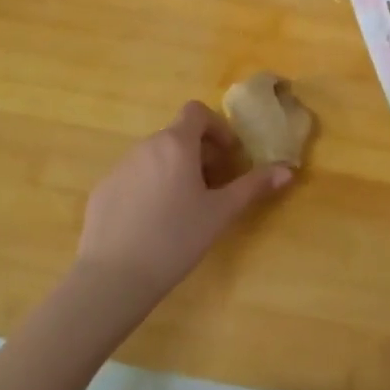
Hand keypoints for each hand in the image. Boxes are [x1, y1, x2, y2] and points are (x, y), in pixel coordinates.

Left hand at [73, 101, 292, 312]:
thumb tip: (287, 170)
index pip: (196, 112)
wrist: (113, 277)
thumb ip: (253, 186)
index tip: (228, 156)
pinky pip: (133, 177)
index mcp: (176, 144)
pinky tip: (153, 223)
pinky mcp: (102, 190)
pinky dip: (149, 186)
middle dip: (200, 153)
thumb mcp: (220, 213)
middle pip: (177, 135)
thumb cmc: (175, 238)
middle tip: (214, 187)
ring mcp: (119, 167)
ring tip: (184, 207)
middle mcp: (146, 146)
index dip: (216, 127)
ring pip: (155, 157)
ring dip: (175, 169)